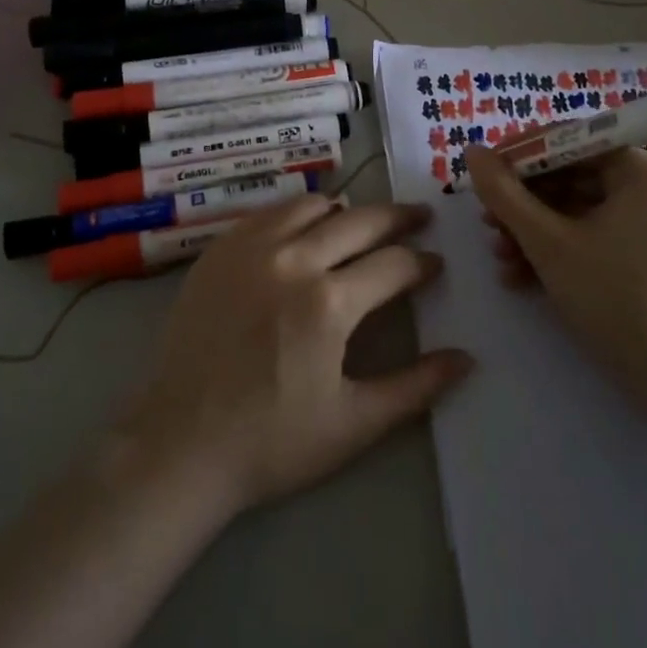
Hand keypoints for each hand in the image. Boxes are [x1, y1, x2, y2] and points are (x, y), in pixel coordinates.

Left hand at [118, 195, 473, 518]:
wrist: (180, 443)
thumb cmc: (271, 442)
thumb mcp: (353, 424)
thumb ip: (415, 388)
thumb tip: (466, 359)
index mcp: (330, 302)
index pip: (394, 264)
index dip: (422, 262)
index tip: (436, 263)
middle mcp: (293, 259)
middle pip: (360, 220)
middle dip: (397, 217)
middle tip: (419, 217)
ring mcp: (251, 247)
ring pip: (313, 205)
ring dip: (345, 211)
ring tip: (360, 224)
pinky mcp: (220, 248)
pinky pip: (270, 212)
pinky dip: (298, 213)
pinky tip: (304, 230)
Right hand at [463, 143, 646, 425]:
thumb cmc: (615, 301)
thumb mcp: (547, 243)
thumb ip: (504, 193)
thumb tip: (472, 151)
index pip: (572, 140)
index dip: (521, 155)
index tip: (485, 174)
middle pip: (576, 176)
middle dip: (526, 202)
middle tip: (489, 223)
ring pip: (585, 209)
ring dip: (537, 230)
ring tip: (501, 256)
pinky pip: (604, 234)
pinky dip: (566, 249)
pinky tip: (525, 277)